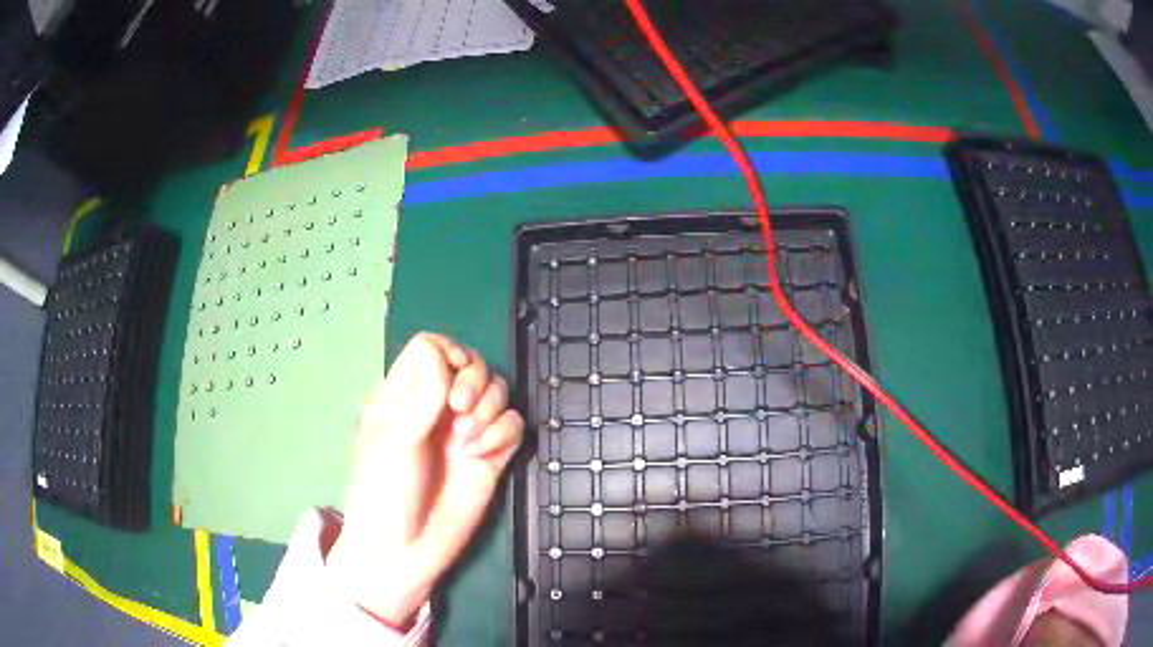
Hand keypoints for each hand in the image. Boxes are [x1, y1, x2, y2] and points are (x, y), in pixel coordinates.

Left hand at [325, 333, 523, 627]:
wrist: (406, 550)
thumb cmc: (385, 492)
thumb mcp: (394, 441)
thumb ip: (421, 395)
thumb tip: (440, 350)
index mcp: (404, 395)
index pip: (432, 348)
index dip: (449, 353)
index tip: (451, 377)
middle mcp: (437, 407)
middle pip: (472, 364)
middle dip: (475, 379)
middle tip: (460, 407)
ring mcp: (465, 432)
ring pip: (497, 392)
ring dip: (489, 408)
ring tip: (468, 441)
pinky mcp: (490, 456)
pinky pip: (512, 426)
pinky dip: (503, 434)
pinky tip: (482, 456)